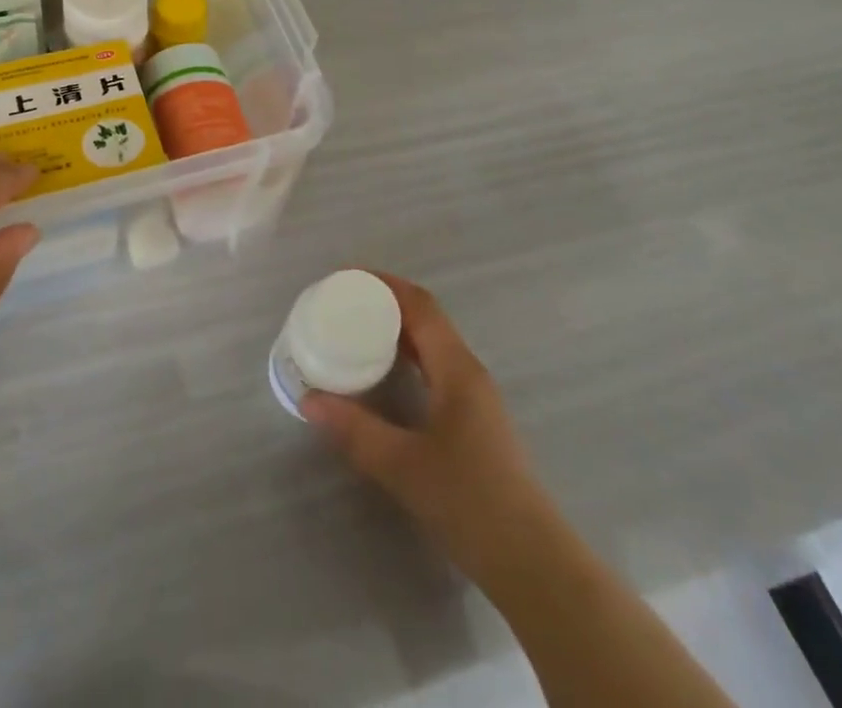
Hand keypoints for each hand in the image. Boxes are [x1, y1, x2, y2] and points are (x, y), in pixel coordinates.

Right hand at [302, 273, 543, 585]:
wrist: (533, 564)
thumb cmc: (470, 502)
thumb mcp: (403, 466)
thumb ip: (354, 430)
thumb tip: (308, 400)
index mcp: (456, 369)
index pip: (420, 306)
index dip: (385, 284)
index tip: (347, 278)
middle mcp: (469, 373)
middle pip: (426, 320)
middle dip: (386, 304)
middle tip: (343, 305)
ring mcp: (476, 399)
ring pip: (433, 346)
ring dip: (397, 332)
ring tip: (356, 334)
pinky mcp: (475, 423)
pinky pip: (436, 369)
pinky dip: (408, 359)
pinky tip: (386, 378)